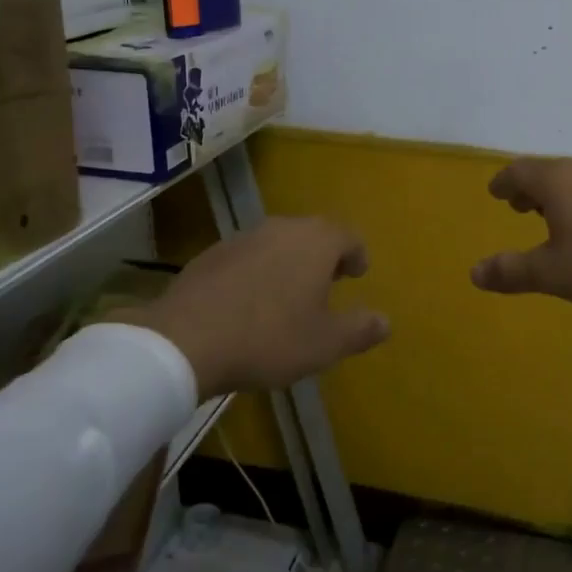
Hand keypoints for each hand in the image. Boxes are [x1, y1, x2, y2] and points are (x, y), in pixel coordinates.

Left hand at [119, 217, 390, 400]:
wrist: (186, 340)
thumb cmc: (269, 338)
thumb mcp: (325, 344)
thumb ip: (359, 329)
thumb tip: (385, 321)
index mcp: (315, 241)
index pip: (348, 236)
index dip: (357, 255)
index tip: (358, 274)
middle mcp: (281, 228)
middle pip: (312, 234)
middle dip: (324, 256)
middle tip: (328, 283)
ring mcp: (242, 238)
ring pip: (278, 243)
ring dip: (289, 262)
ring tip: (289, 295)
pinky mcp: (211, 254)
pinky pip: (248, 257)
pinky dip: (258, 272)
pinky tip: (250, 303)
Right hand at [470, 156, 571, 330]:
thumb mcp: (554, 274)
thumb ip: (512, 271)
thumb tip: (474, 272)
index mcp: (559, 182)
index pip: (521, 171)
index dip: (505, 182)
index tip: (496, 192)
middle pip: (554, 172)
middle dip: (536, 190)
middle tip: (525, 207)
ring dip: (570, 196)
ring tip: (567, 218)